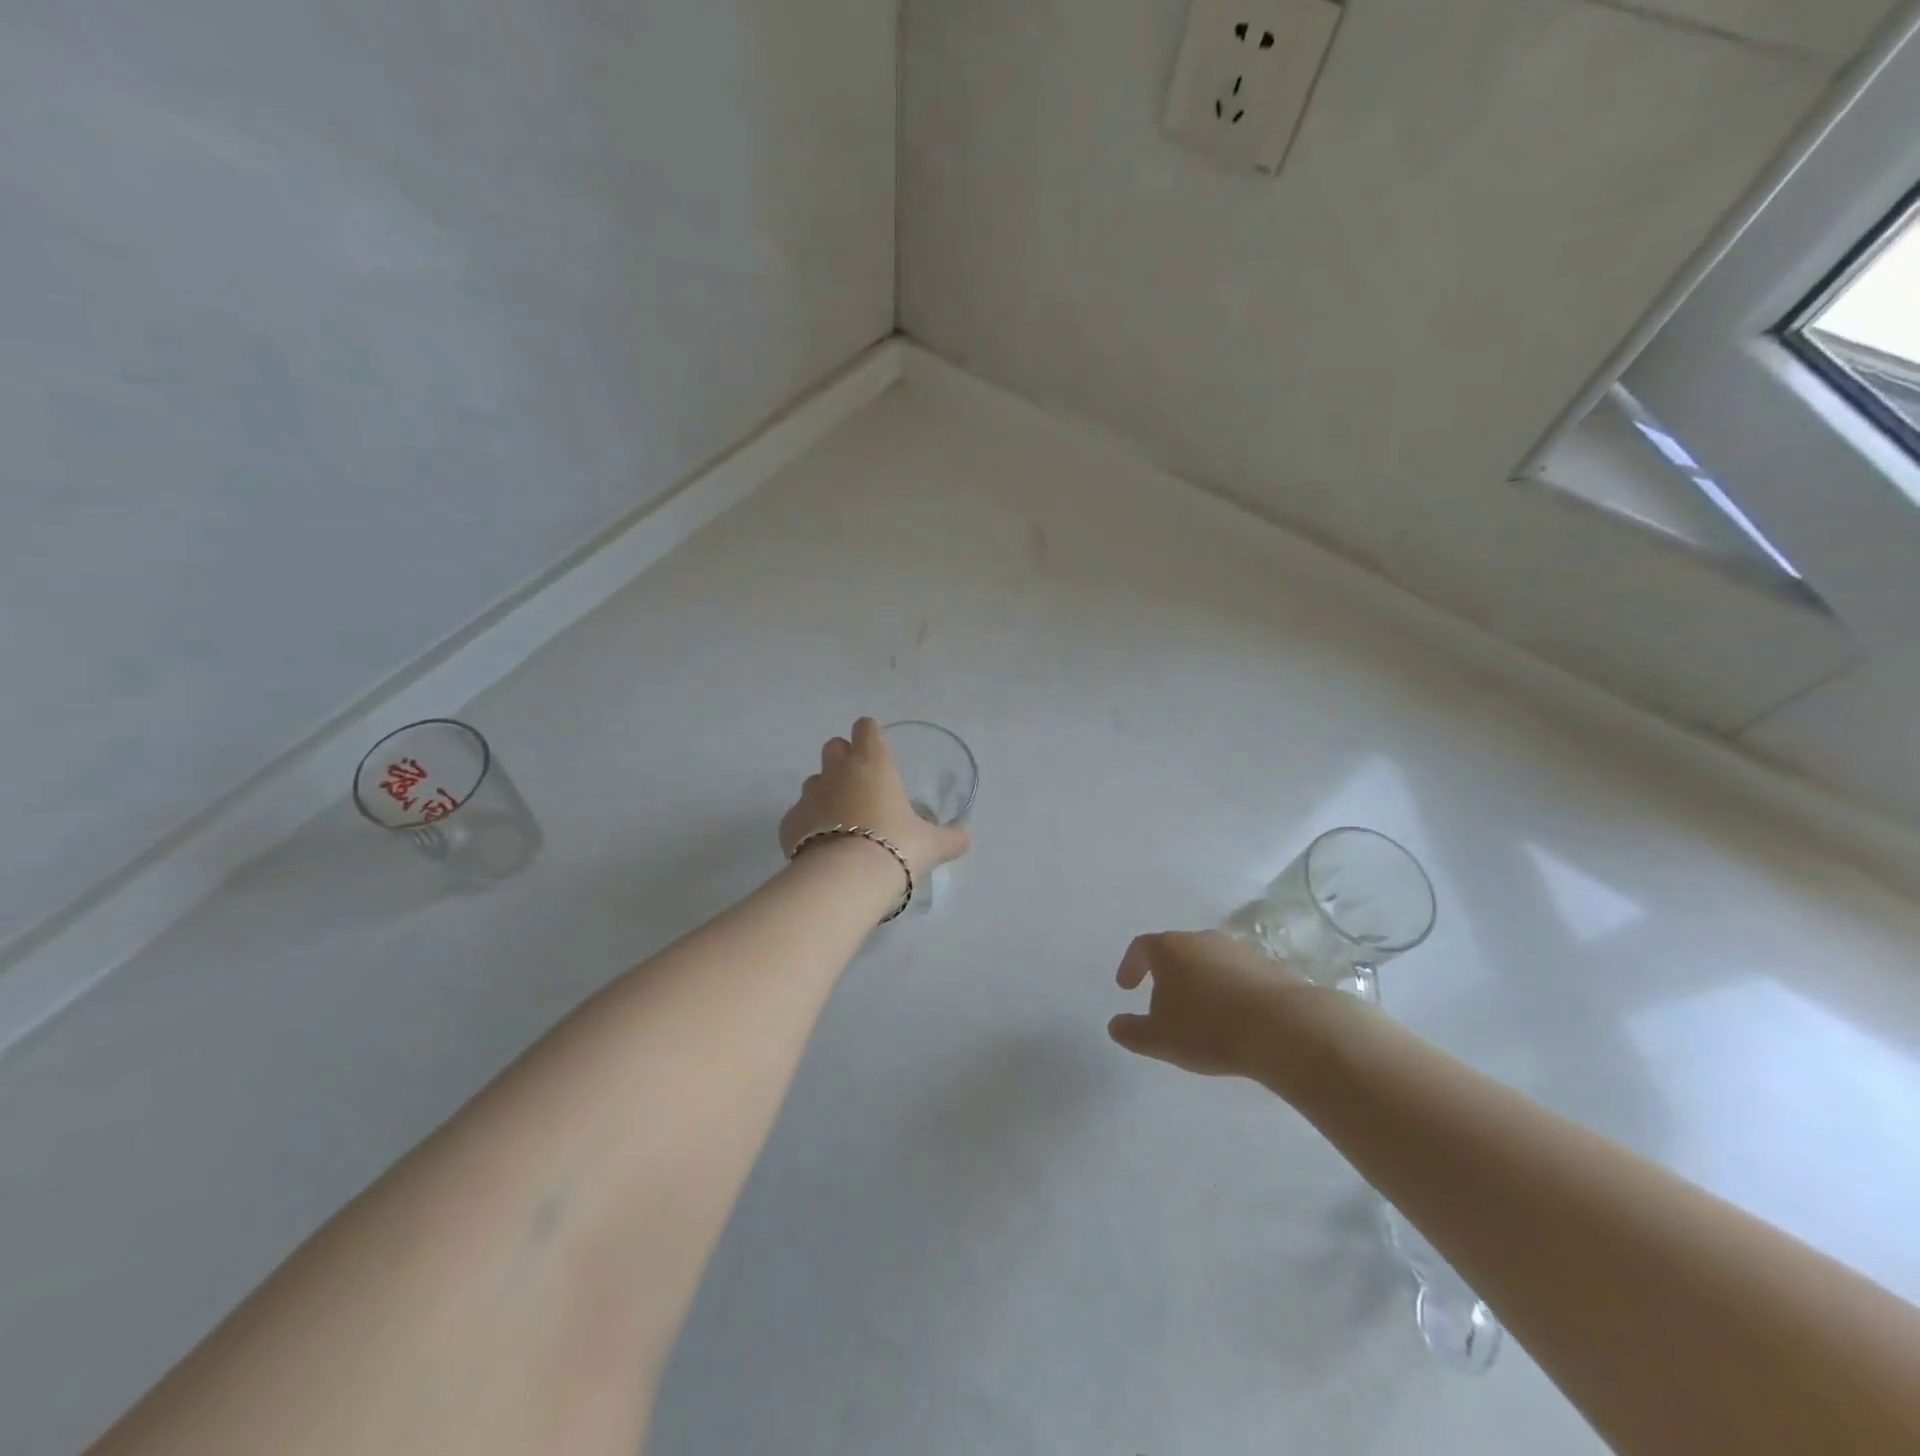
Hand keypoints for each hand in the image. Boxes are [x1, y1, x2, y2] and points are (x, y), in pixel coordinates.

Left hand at [780, 718, 971, 877]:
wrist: (845, 880)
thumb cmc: (896, 847)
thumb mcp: (932, 845)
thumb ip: (950, 838)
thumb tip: (965, 839)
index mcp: (872, 764)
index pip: (866, 728)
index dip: (871, 735)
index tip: (878, 749)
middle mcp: (837, 772)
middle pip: (834, 746)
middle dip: (844, 758)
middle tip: (860, 785)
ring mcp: (809, 796)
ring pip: (814, 781)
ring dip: (826, 793)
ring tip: (842, 822)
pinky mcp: (788, 823)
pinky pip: (799, 816)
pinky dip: (809, 826)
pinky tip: (822, 848)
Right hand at [1107, 930, 1307, 1081]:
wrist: (1283, 1027)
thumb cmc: (1208, 1028)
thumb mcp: (1159, 1039)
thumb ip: (1131, 1031)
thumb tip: (1115, 1024)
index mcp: (1169, 948)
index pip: (1141, 947)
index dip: (1130, 966)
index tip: (1126, 987)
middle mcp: (1201, 940)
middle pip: (1176, 950)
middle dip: (1166, 974)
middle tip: (1162, 1002)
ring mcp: (1237, 950)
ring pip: (1207, 961)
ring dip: (1198, 981)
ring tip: (1199, 1013)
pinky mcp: (1267, 965)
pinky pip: (1236, 974)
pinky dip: (1227, 990)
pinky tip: (1232, 1017)